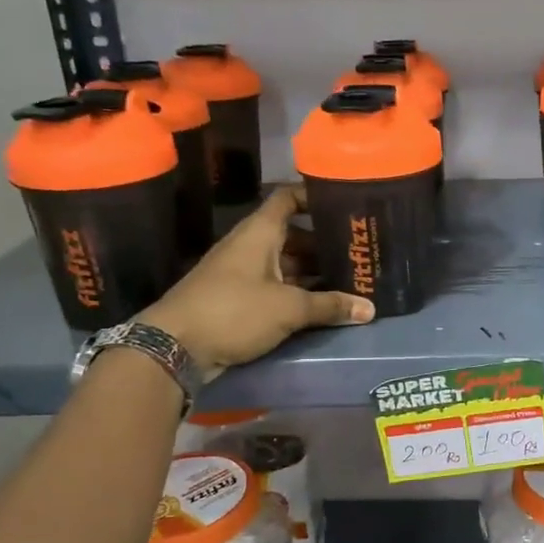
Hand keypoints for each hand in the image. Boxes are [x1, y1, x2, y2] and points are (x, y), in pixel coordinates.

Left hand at [140, 186, 372, 379]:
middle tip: (358, 251)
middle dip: (324, 243)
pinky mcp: (239, 300)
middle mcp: (251, 247)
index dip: (314, 195)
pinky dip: (299, 292)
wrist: (173, 347)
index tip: (344, 203)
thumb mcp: (288, 308)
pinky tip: (323, 304)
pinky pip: (277, 288)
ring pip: (286, 264)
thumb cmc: (233, 311)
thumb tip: (370, 310)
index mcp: (259, 233)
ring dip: (314, 272)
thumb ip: (330, 306)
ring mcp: (243, 274)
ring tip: (350, 279)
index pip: (288, 198)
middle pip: (293, 235)